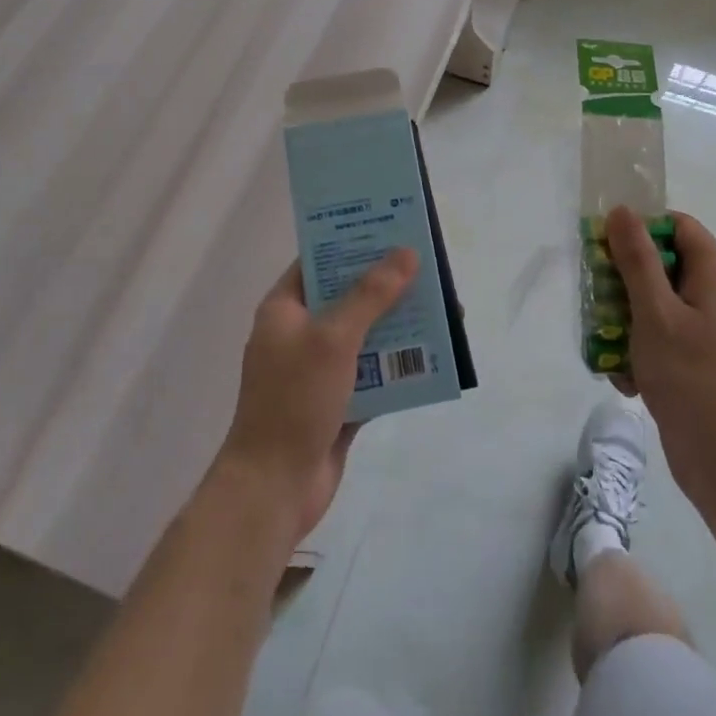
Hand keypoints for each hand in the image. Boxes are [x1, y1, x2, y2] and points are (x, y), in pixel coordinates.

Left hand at [217, 248, 418, 541]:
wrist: (274, 488)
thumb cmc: (294, 400)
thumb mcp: (334, 338)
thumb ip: (371, 294)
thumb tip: (405, 253)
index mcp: (285, 309)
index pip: (318, 260)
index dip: (352, 242)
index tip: (391, 227)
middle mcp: (301, 333)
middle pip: (348, 295)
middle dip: (387, 283)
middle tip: (428, 265)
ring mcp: (320, 369)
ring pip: (366, 334)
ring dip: (399, 323)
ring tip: (441, 307)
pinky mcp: (340, 400)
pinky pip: (375, 371)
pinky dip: (400, 363)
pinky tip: (435, 354)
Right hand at [605, 206, 715, 510]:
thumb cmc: (689, 377)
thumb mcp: (654, 312)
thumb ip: (637, 259)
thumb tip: (623, 210)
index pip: (677, 225)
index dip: (641, 228)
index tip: (605, 246)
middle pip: (663, 263)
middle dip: (625, 278)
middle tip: (596, 294)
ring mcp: (708, 329)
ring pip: (656, 301)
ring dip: (626, 317)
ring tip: (607, 341)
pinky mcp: (697, 358)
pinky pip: (661, 335)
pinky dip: (640, 348)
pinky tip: (626, 376)